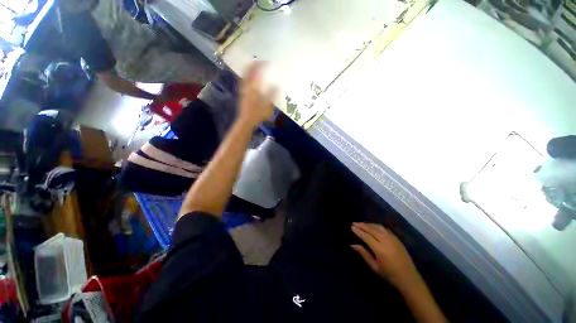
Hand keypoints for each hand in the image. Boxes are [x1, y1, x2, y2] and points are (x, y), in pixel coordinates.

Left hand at [238, 62, 275, 125]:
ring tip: (257, 68)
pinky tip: (253, 80)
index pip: (256, 70)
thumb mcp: (269, 104)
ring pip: (245, 74)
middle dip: (254, 64)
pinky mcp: (242, 93)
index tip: (268, 62)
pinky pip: (245, 80)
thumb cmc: (258, 113)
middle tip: (261, 62)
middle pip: (248, 69)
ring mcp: (243, 88)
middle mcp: (246, 84)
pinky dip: (249, 76)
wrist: (246, 120)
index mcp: (253, 85)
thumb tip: (278, 84)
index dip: (262, 64)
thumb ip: (273, 93)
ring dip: (251, 69)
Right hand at [351, 222, 418, 288]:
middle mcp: (386, 241)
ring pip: (379, 227)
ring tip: (362, 224)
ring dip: (369, 224)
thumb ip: (363, 254)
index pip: (366, 236)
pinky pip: (385, 229)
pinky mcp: (397, 239)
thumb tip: (352, 245)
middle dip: (362, 225)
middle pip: (372, 229)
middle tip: (354, 223)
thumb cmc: (389, 275)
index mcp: (380, 249)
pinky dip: (377, 226)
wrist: (409, 279)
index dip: (358, 231)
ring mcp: (393, 239)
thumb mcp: (374, 267)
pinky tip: (373, 227)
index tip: (351, 227)